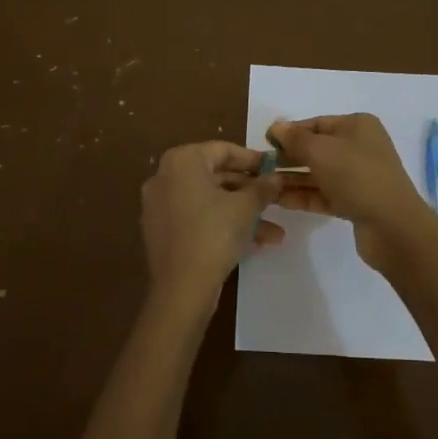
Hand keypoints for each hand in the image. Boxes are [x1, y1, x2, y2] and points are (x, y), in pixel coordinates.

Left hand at [141, 142, 284, 307]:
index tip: (275, 169)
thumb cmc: (214, 234)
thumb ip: (263, 187)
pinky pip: (197, 219)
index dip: (253, 159)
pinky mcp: (162, 231)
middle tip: (276, 200)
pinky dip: (222, 225)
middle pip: (216, 176)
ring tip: (275, 233)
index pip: (223, 150)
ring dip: (243, 214)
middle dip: (250, 192)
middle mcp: (165, 177)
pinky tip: (254, 244)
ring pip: (210, 202)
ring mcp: (160, 205)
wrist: (182, 288)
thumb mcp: (246, 207)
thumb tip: (277, 178)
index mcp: (182, 161)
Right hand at [266, 115, 437, 270]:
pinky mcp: (356, 203)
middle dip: (289, 158)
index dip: (289, 132)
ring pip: (319, 174)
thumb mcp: (321, 151)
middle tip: (261, 168)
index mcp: (357, 126)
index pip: (316, 124)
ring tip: (265, 187)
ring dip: (293, 179)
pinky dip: (304, 196)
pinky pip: (324, 195)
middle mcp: (359, 147)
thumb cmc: (357, 176)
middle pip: (316, 149)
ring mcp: (359, 177)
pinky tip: (280, 202)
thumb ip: (295, 139)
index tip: (264, 143)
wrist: (393, 226)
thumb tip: (276, 126)